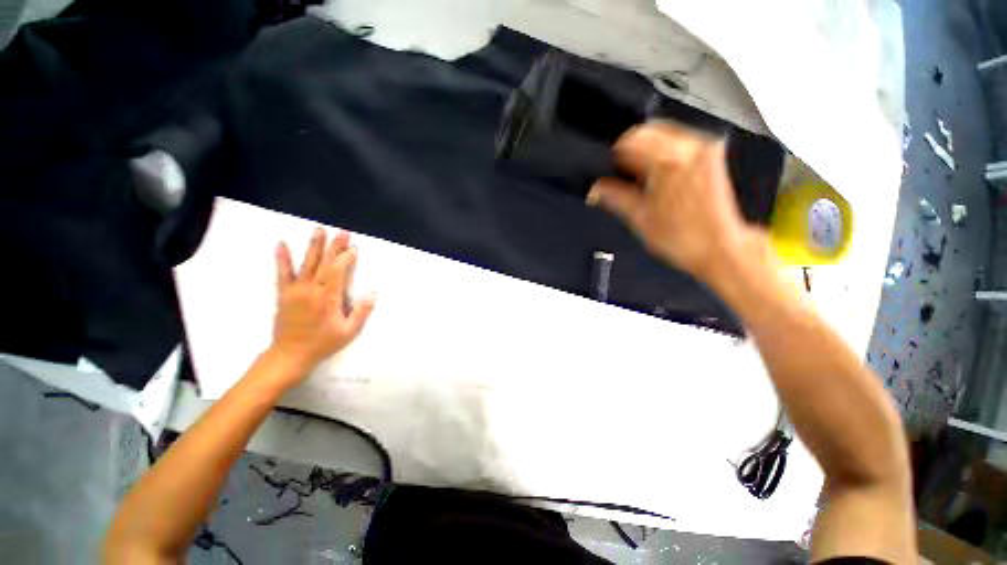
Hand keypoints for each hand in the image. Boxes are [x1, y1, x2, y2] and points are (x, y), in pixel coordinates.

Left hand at [269, 228, 375, 380]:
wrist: (290, 355)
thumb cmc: (323, 343)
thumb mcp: (349, 331)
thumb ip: (361, 312)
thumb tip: (373, 293)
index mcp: (328, 298)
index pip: (338, 271)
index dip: (347, 258)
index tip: (355, 248)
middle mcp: (311, 290)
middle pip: (324, 263)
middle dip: (334, 246)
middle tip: (342, 231)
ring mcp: (295, 290)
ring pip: (306, 263)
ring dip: (313, 246)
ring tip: (318, 230)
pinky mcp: (284, 293)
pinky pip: (282, 273)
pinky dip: (282, 258)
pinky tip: (281, 244)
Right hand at [587, 122, 758, 282]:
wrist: (719, 248)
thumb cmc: (682, 238)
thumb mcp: (638, 218)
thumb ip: (613, 197)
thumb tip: (594, 189)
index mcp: (667, 161)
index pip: (629, 140)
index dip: (613, 158)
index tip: (609, 174)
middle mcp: (690, 147)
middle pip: (647, 131)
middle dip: (630, 152)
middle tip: (623, 178)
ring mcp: (704, 149)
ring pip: (663, 135)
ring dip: (646, 153)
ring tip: (643, 182)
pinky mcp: (711, 156)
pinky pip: (678, 143)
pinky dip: (663, 155)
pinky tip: (660, 179)